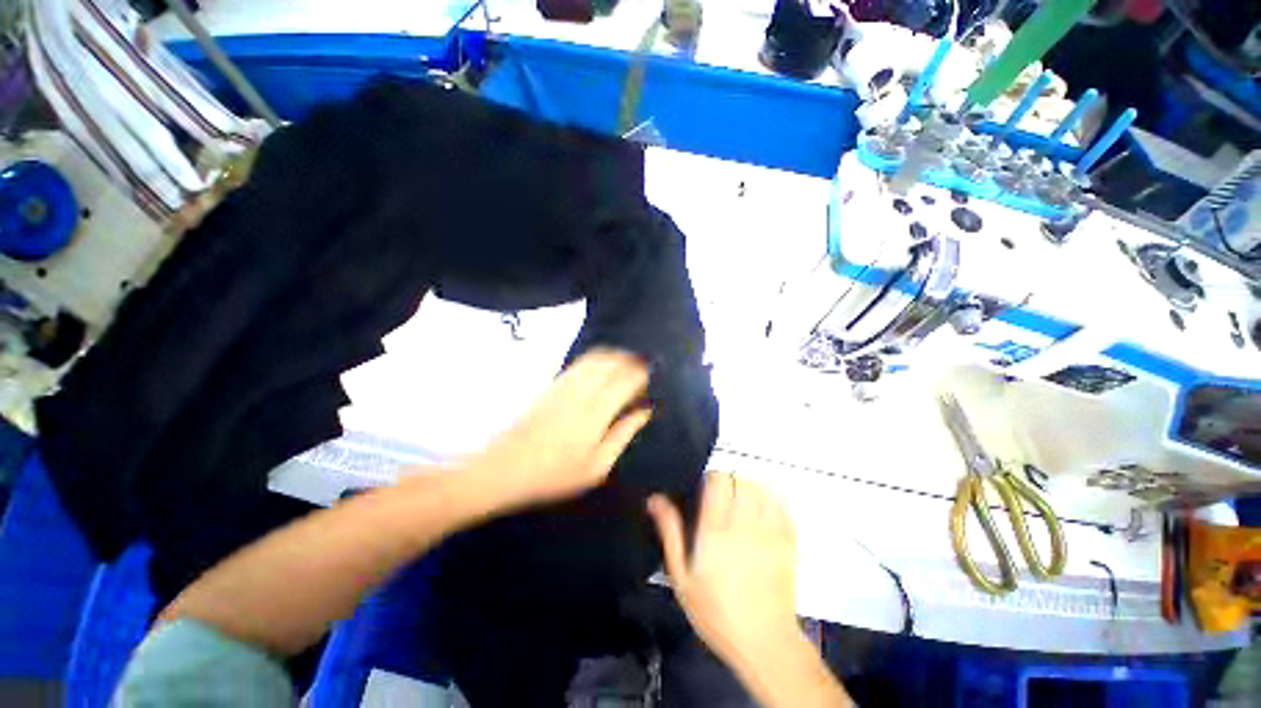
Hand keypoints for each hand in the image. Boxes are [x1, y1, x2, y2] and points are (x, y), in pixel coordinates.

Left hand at [464, 349, 652, 510]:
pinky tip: (601, 365)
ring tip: (626, 362)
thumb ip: (623, 434)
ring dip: (614, 356)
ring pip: (595, 358)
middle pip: (611, 363)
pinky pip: (579, 362)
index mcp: (596, 412)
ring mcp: (564, 385)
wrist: (505, 468)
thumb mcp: (597, 466)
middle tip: (643, 366)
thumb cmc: (555, 474)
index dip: (642, 374)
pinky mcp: (552, 384)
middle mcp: (582, 391)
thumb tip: (645, 412)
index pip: (626, 380)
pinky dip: (595, 358)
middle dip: (630, 360)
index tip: (653, 374)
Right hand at [648, 472, 799, 667]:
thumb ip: (669, 532)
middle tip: (721, 499)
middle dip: (730, 482)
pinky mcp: (789, 540)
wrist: (765, 643)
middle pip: (741, 478)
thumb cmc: (717, 613)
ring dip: (749, 487)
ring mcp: (770, 530)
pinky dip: (772, 499)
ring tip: (741, 503)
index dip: (711, 478)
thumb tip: (655, 499)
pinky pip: (783, 504)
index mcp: (715, 530)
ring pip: (761, 487)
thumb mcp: (682, 577)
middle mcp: (744, 523)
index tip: (705, 490)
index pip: (718, 480)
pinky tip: (763, 510)